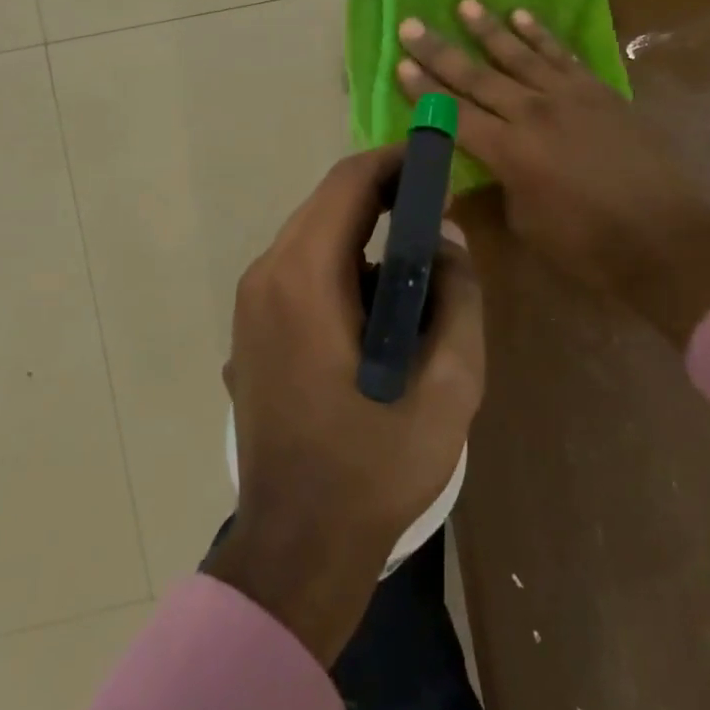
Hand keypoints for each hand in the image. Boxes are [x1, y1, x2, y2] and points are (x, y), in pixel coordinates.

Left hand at [208, 146, 484, 665]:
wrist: (296, 548)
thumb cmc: (374, 468)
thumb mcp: (447, 385)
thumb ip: (458, 298)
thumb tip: (448, 241)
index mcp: (304, 278)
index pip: (349, 182)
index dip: (397, 162)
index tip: (439, 164)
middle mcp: (266, 277)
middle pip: (328, 205)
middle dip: (386, 199)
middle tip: (440, 216)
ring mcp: (251, 305)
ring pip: (315, 240)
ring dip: (366, 240)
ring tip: (419, 277)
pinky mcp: (252, 332)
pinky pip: (302, 274)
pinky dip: (344, 271)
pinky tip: (378, 318)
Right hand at [397, 1, 709, 343]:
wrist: (664, 238)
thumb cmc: (587, 245)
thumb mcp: (526, 224)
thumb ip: (496, 189)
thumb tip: (472, 176)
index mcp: (508, 151)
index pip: (454, 114)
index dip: (424, 91)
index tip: (399, 63)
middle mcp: (533, 113)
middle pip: (478, 77)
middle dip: (441, 51)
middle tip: (412, 24)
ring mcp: (570, 97)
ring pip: (520, 55)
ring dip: (490, 29)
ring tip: (465, 4)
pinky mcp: (600, 92)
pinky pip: (563, 55)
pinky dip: (541, 35)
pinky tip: (523, 16)